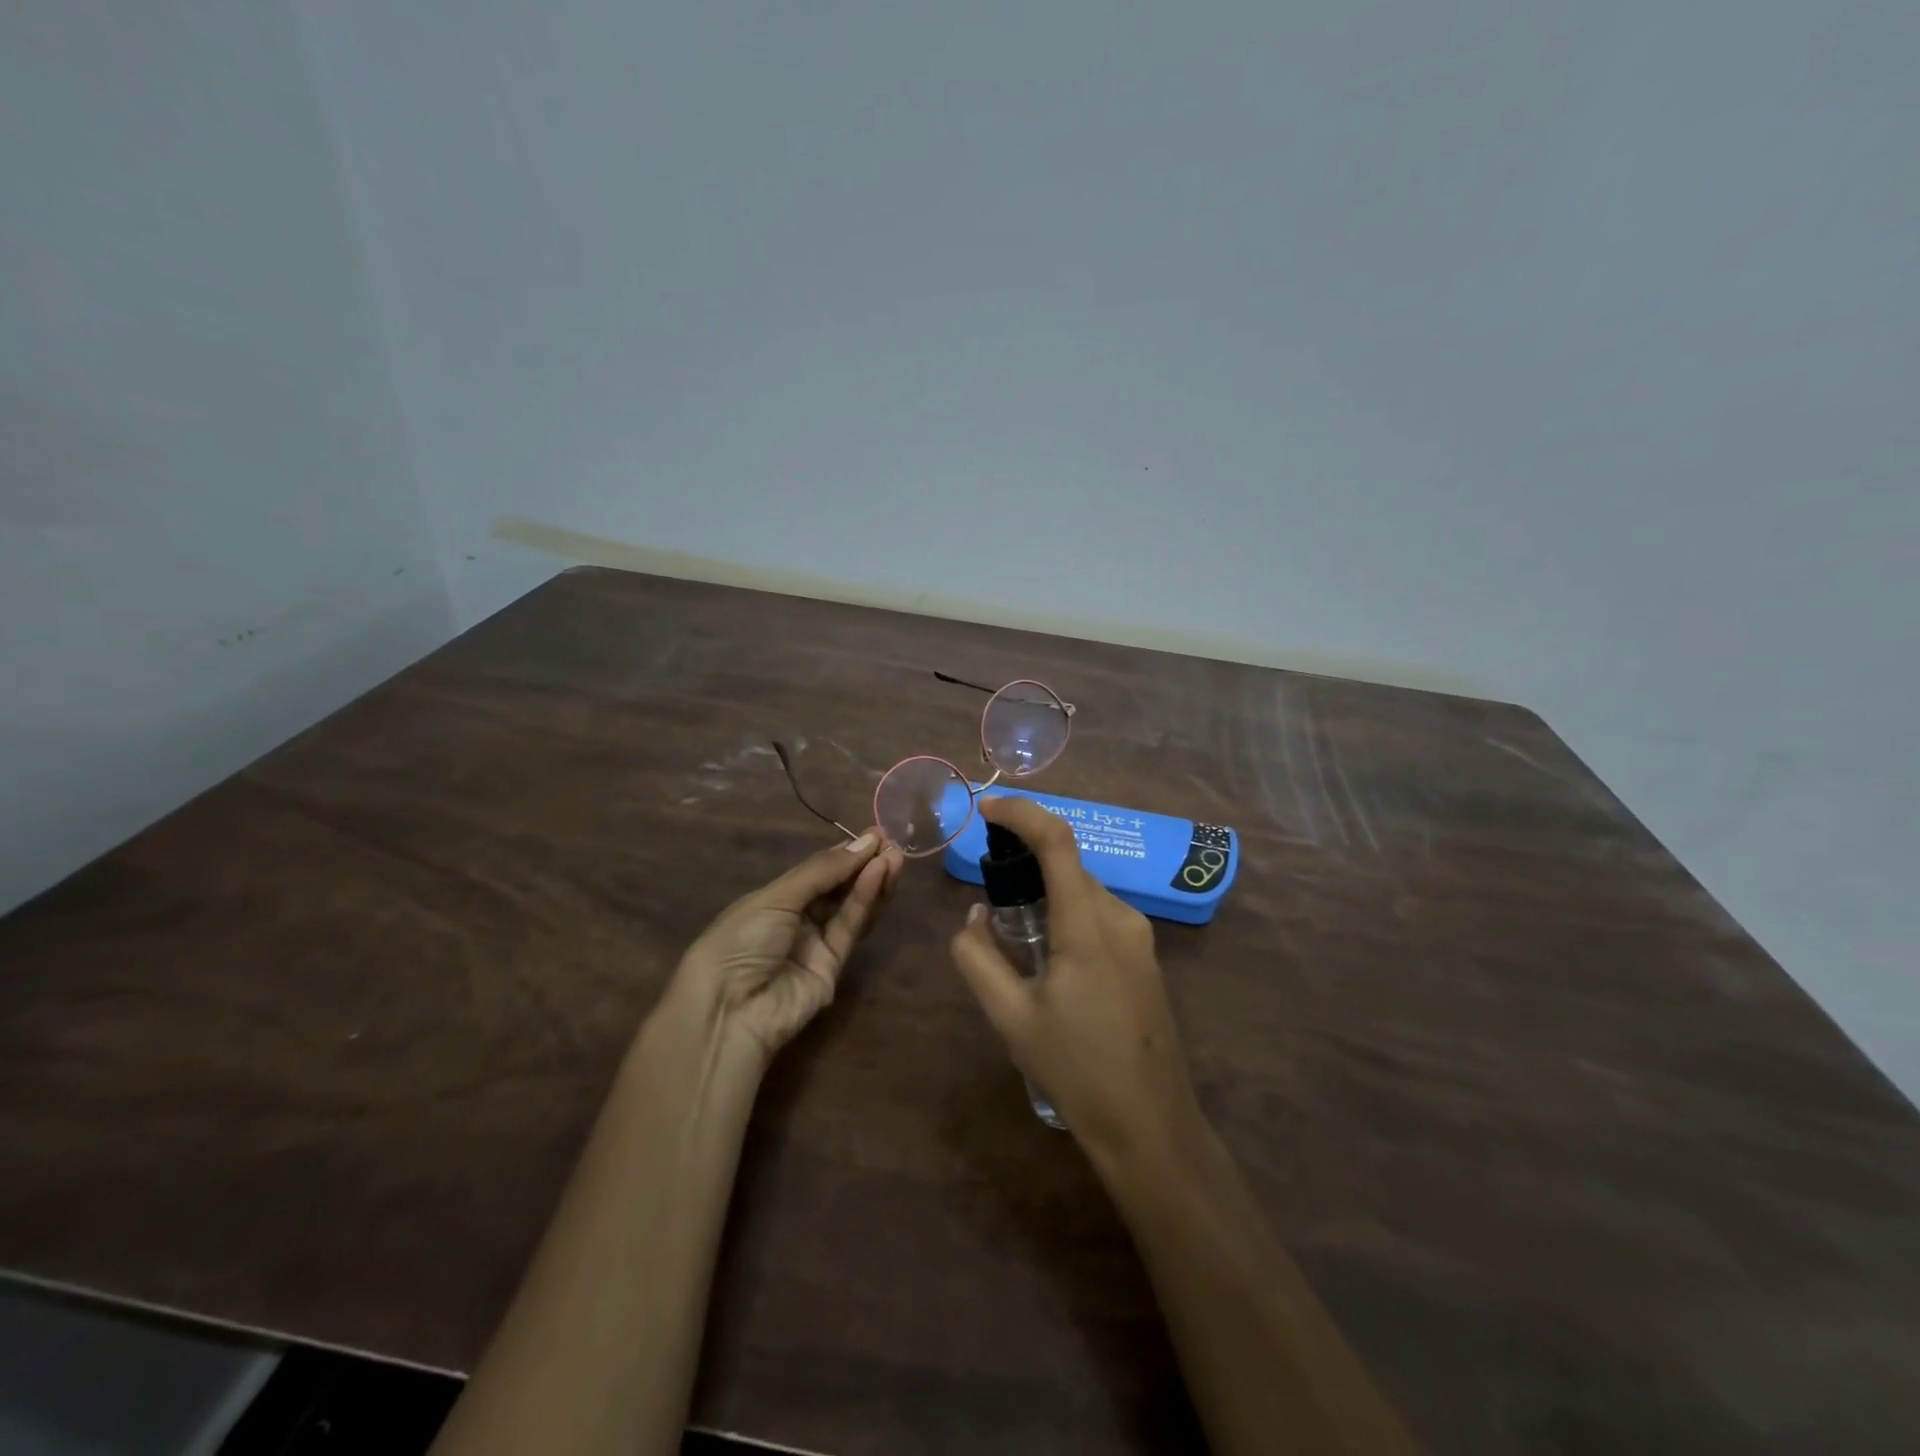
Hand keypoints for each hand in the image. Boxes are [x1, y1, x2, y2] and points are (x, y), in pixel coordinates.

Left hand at [669, 833, 902, 1063]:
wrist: (729, 1009)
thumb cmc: (741, 939)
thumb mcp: (777, 896)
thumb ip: (823, 871)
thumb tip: (865, 841)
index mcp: (774, 899)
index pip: (817, 871)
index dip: (844, 853)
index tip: (874, 834)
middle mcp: (797, 919)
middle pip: (838, 888)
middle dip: (863, 864)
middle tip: (890, 842)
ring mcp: (816, 944)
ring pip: (850, 907)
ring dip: (872, 880)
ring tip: (894, 856)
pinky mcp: (834, 966)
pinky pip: (851, 927)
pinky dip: (865, 900)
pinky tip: (878, 875)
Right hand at [949, 797, 1203, 1171]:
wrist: (1151, 1126)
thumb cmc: (1076, 1071)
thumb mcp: (1011, 1017)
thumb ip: (978, 958)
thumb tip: (975, 916)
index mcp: (1087, 925)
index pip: (1057, 842)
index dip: (1022, 813)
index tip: (986, 809)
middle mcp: (1120, 918)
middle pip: (1069, 866)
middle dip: (1026, 860)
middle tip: (989, 884)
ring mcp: (1140, 938)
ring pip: (1084, 891)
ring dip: (1047, 891)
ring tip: (1013, 930)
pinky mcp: (1146, 958)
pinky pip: (1099, 915)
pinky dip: (1067, 912)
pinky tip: (1048, 956)